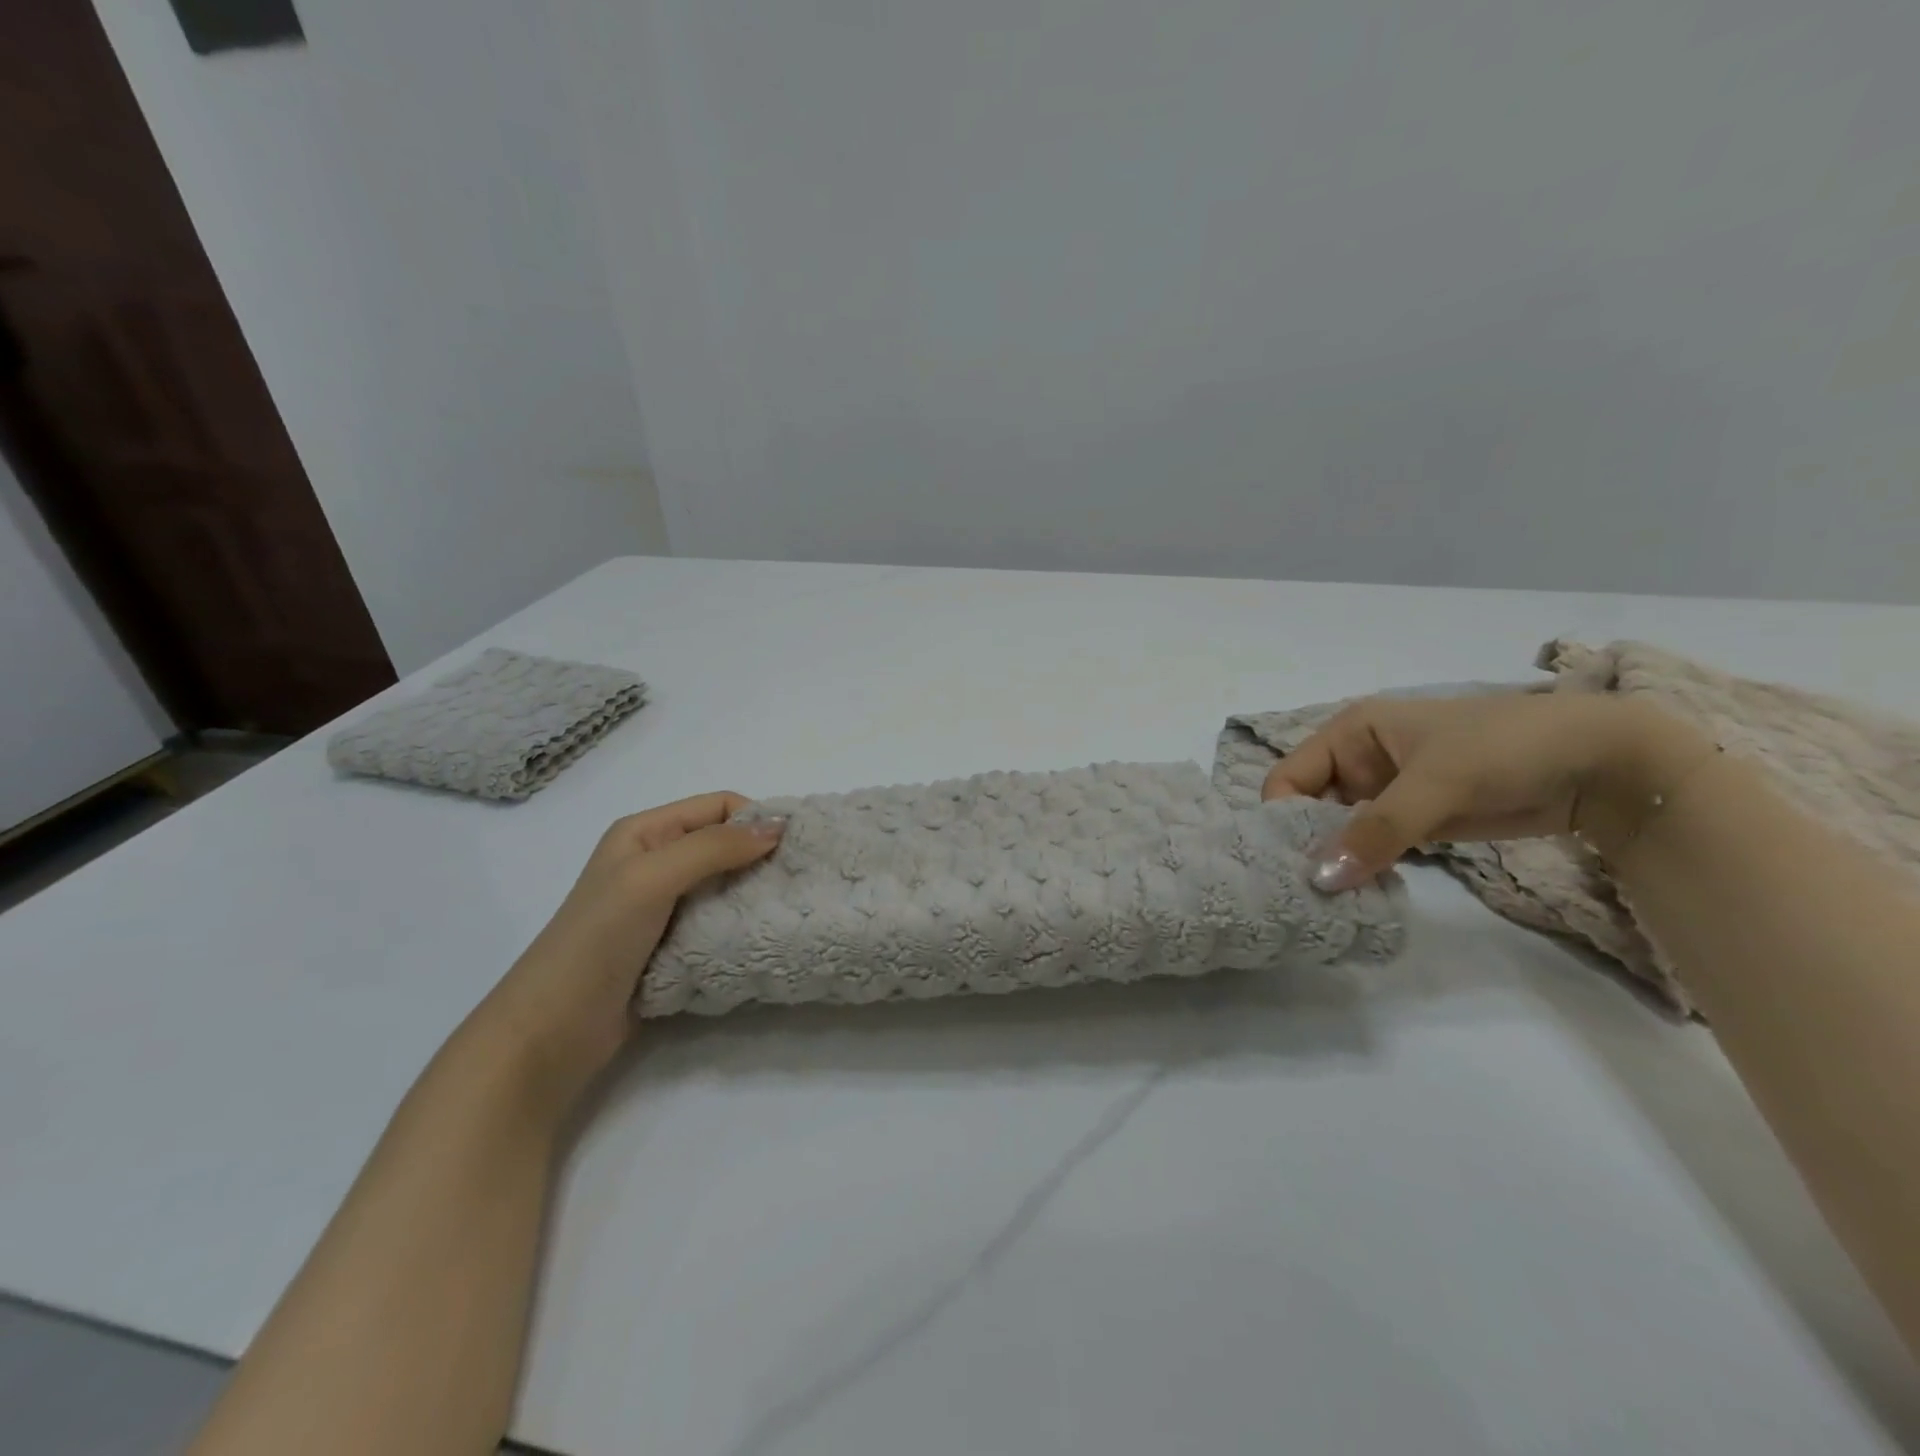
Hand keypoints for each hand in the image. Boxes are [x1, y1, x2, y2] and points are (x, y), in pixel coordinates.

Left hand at [481, 793, 784, 1106]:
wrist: (552, 1031)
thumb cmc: (597, 941)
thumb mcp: (652, 879)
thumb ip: (714, 848)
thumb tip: (778, 826)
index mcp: (645, 832)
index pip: (718, 806)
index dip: (756, 818)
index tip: (794, 847)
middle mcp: (656, 861)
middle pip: (724, 843)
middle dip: (762, 855)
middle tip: (799, 878)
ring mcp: (664, 905)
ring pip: (726, 883)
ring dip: (755, 891)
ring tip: (788, 907)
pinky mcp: (673, 943)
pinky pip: (719, 920)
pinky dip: (742, 923)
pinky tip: (762, 934)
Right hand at [1262, 692, 1713, 890]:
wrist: (1601, 764)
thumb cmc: (1506, 748)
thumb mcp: (1437, 783)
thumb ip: (1377, 830)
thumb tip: (1320, 880)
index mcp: (1349, 733)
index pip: (1289, 777)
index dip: (1282, 817)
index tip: (1287, 864)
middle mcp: (1357, 761)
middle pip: (1307, 808)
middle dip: (1306, 845)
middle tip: (1303, 894)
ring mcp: (1385, 793)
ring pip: (1338, 831)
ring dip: (1335, 862)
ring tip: (1327, 903)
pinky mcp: (1413, 821)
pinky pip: (1371, 847)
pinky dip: (1363, 869)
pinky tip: (1359, 896)